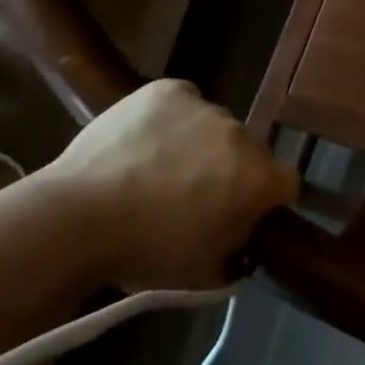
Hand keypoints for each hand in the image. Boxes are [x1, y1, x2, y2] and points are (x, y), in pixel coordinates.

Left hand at [38, 79, 296, 290]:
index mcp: (257, 178)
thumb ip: (238, 251)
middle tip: (195, 195)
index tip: (240, 214)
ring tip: (159, 168)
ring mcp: (204, 107)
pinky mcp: (167, 90)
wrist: (78, 217)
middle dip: (231, 169)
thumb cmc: (146, 251)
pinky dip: (173, 119)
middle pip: (250, 151)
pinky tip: (147, 141)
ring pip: (215, 126)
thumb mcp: (205, 274)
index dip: (266, 200)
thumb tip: (240, 235)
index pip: (286, 183)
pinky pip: (183, 103)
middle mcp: (241, 134)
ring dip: (201, 144)